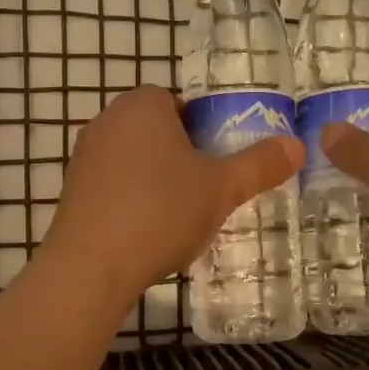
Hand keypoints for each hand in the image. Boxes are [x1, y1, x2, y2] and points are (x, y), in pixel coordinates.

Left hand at [42, 85, 303, 307]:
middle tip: (206, 189)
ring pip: (134, 158)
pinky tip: (147, 231)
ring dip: (156, 179)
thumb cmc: (161, 212)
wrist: (90, 267)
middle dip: (182, 155)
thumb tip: (296, 146)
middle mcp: (107, 120)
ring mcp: (84, 156)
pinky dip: (132, 200)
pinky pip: (113, 185)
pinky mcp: (72, 190)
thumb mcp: (222, 188)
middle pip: (156, 130)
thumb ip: (260, 164)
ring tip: (179, 215)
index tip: (217, 161)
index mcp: (142, 105)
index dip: (203, 129)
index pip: (179, 102)